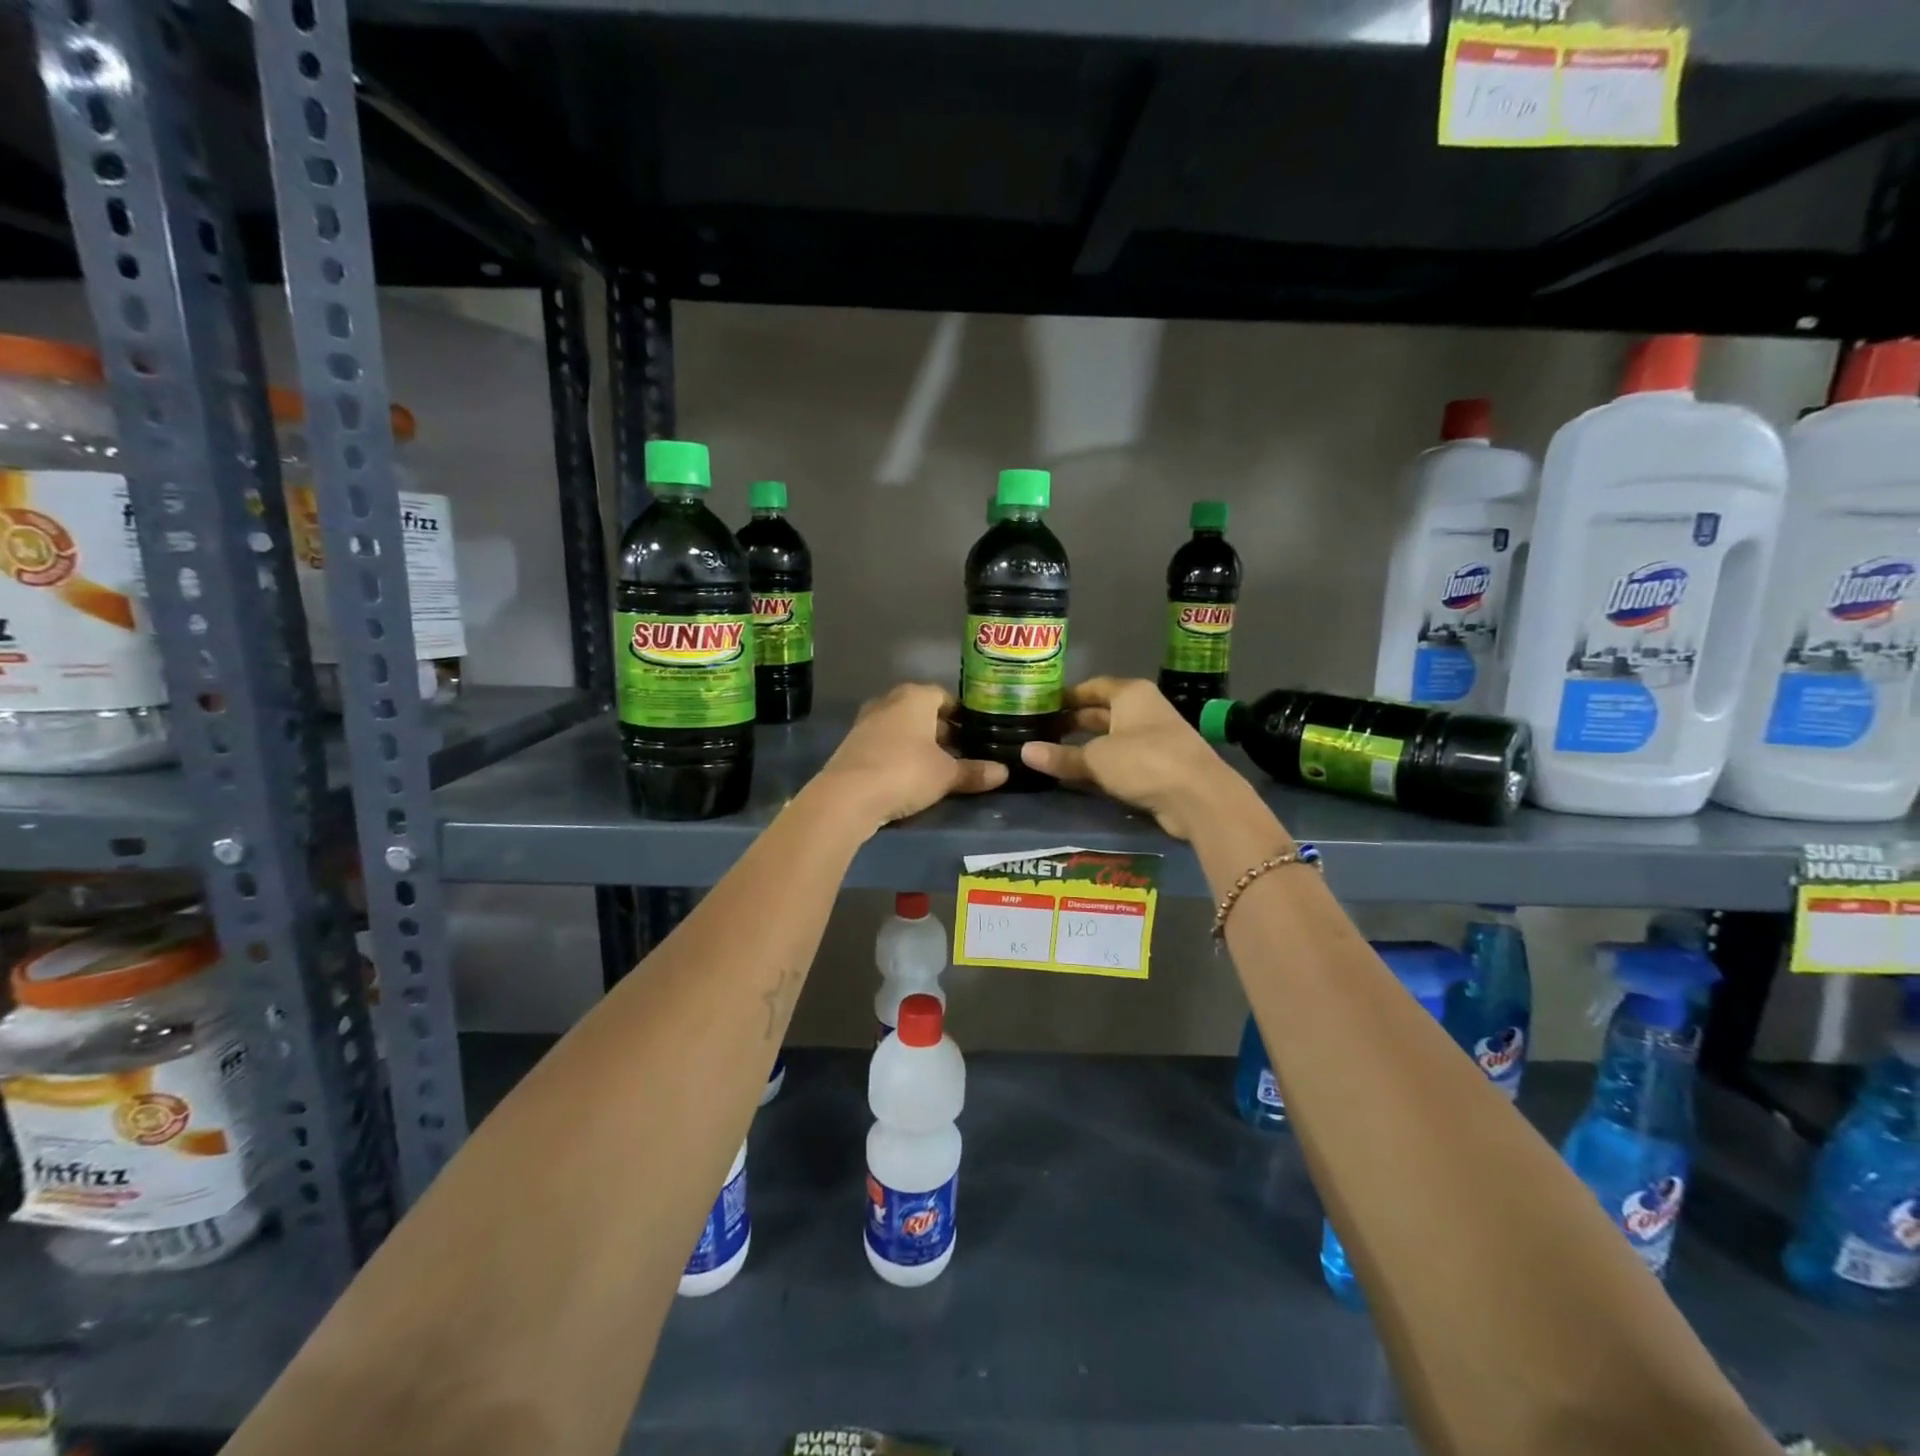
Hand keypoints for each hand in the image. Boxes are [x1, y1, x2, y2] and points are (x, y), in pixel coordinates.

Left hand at [813, 683, 1007, 829]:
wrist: (848, 796)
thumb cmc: (906, 772)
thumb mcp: (946, 775)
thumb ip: (974, 771)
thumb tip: (1004, 772)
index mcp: (915, 697)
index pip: (944, 696)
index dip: (961, 714)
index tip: (974, 732)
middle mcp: (888, 702)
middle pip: (921, 711)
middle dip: (940, 729)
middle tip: (960, 751)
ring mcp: (866, 722)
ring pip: (901, 727)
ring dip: (917, 743)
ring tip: (937, 766)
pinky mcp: (851, 745)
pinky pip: (884, 744)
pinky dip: (897, 754)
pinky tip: (908, 775)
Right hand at [1020, 677, 1250, 840]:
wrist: (1199, 797)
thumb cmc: (1144, 761)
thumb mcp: (1096, 759)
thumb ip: (1061, 756)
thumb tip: (1024, 752)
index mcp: (1130, 694)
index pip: (1092, 687)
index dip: (1066, 696)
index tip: (1039, 707)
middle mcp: (1143, 710)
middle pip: (1100, 712)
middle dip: (1072, 723)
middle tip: (1039, 733)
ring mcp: (1153, 738)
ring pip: (1110, 738)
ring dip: (1085, 747)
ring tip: (1051, 755)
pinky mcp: (1158, 765)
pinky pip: (1121, 760)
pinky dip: (1101, 765)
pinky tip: (1078, 776)